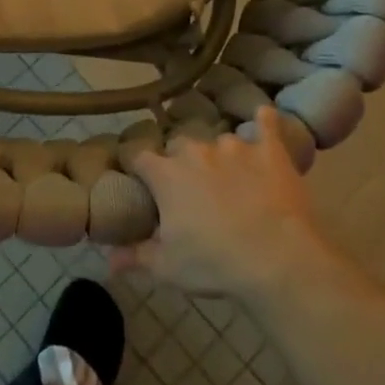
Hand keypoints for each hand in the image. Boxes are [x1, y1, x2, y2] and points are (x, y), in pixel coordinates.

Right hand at [111, 107, 336, 302]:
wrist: (278, 260)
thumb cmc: (215, 264)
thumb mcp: (168, 268)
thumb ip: (135, 256)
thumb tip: (106, 259)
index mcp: (166, 174)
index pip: (139, 157)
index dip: (138, 168)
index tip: (140, 180)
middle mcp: (196, 151)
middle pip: (179, 146)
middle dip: (181, 162)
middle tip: (190, 188)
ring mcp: (234, 146)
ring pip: (219, 141)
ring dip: (220, 155)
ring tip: (230, 177)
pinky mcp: (269, 150)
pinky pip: (265, 124)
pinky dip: (263, 122)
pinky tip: (263, 117)